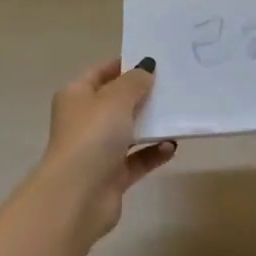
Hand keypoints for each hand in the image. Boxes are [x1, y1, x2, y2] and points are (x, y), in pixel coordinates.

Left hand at [30, 57, 176, 246]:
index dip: (125, 65)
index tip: (155, 60)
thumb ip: (135, 81)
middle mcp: (84, 121)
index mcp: (76, 96)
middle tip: (175, 85)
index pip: (101, 73)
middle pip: (117, 102)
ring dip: (152, 125)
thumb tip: (146, 67)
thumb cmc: (92, 136)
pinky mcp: (112, 175)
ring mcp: (97, 150)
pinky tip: (172, 146)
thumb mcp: (116, 99)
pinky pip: (138, 159)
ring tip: (179, 114)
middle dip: (143, 95)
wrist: (78, 196)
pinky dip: (154, 152)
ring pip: (129, 131)